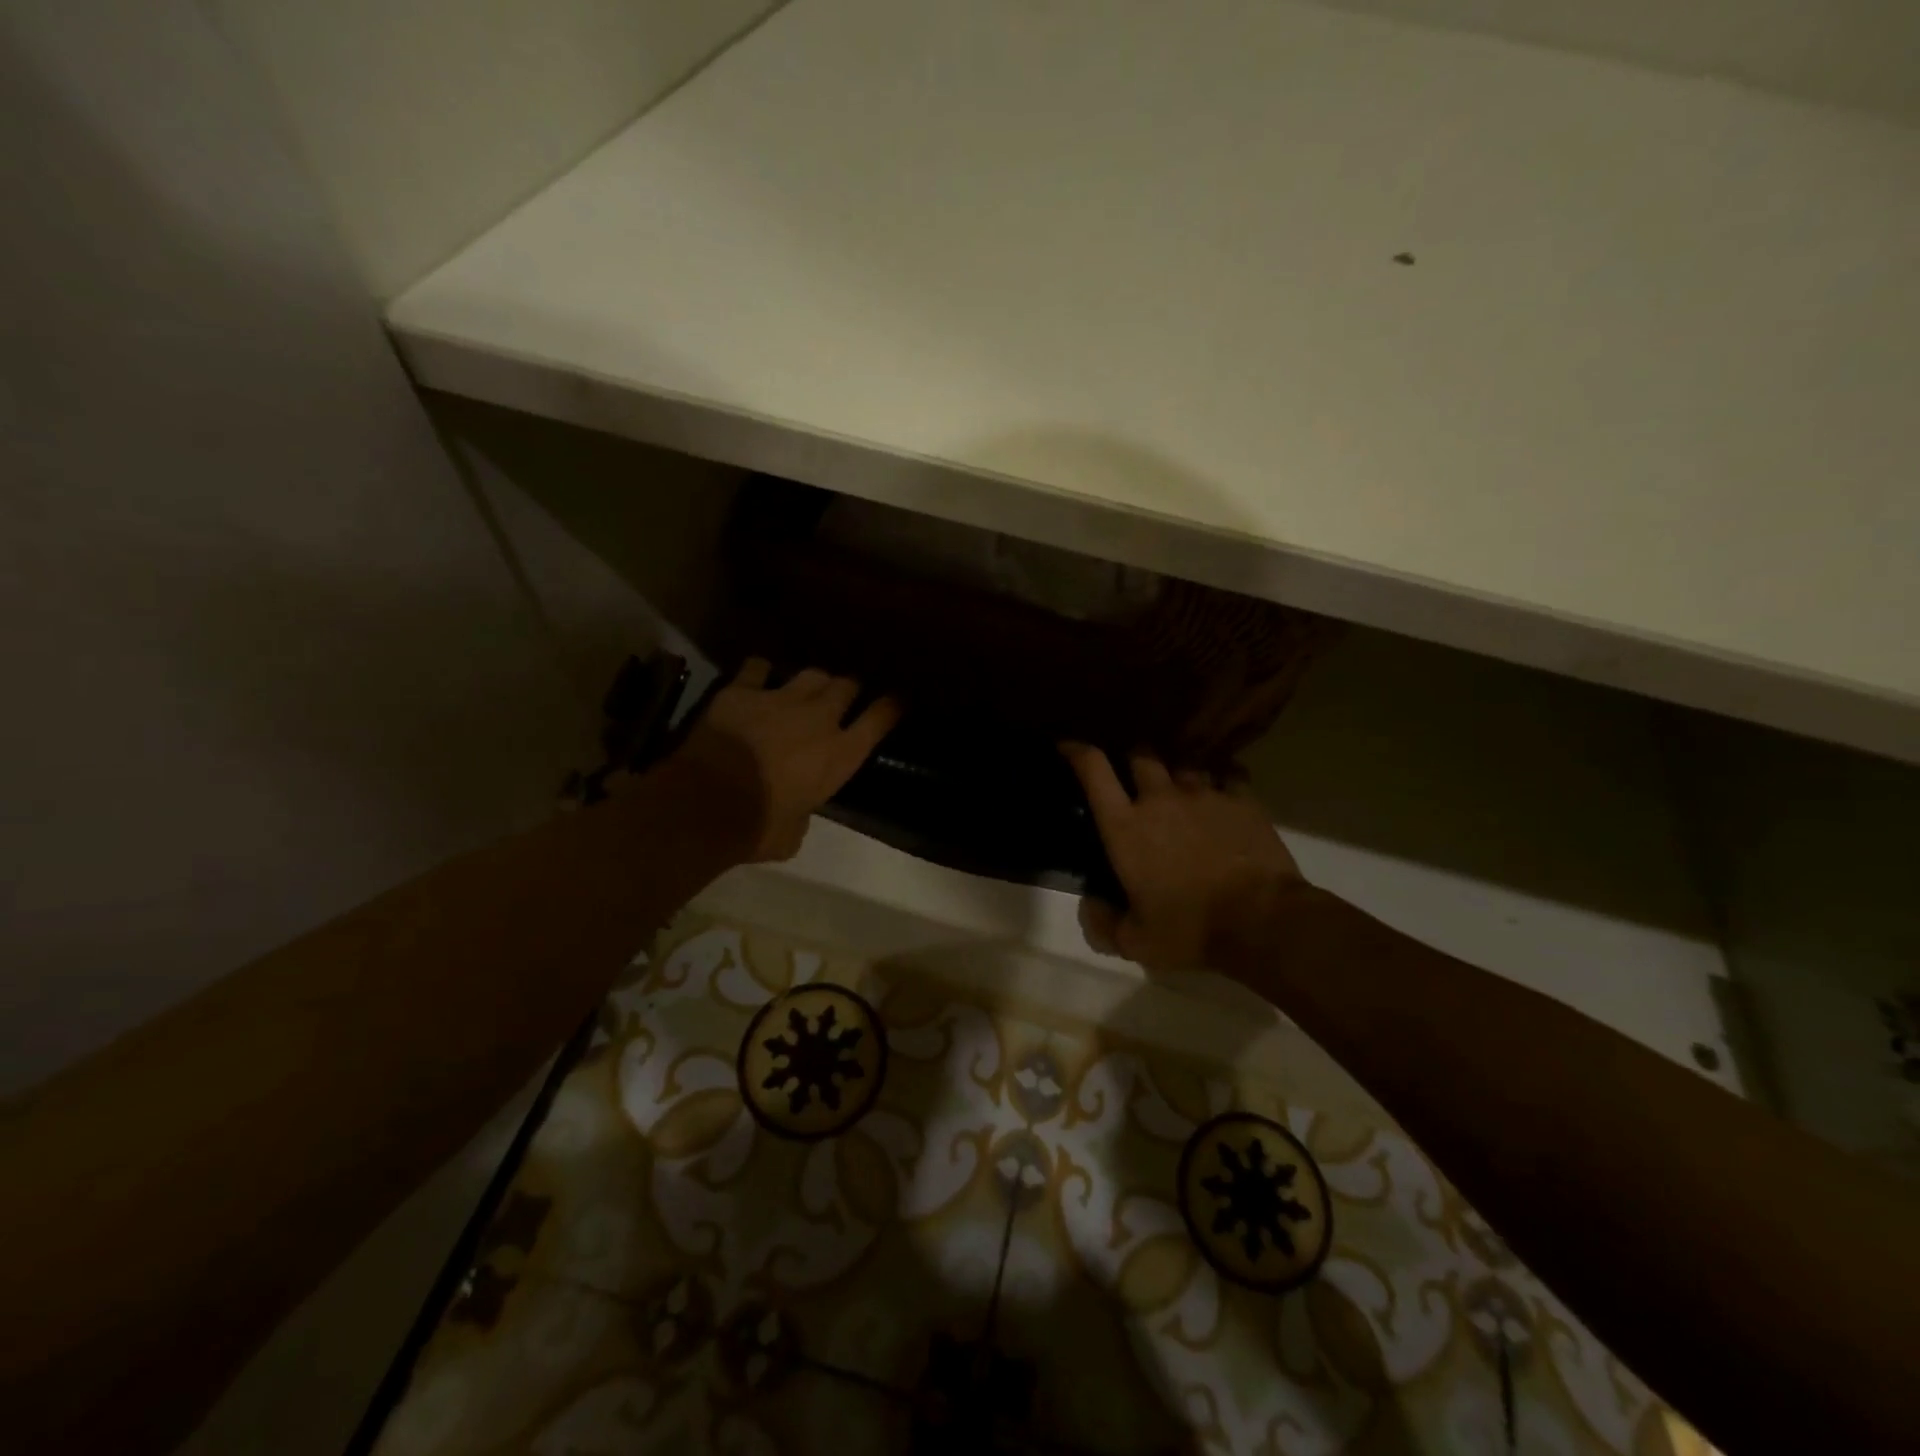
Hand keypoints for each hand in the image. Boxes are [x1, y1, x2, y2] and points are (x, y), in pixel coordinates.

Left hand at [686, 659, 900, 861]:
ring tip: (808, 688)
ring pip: (811, 674)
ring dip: (814, 681)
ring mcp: (780, 699)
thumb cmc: (758, 827)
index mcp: (840, 755)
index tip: (895, 701)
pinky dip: (761, 673)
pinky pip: (758, 668)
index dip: (890, 707)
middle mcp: (819, 719)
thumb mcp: (792, 835)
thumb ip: (802, 816)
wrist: (707, 802)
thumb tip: (795, 814)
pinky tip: (758, 679)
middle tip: (844, 695)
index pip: (879, 719)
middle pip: (847, 685)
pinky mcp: (742, 691)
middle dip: (848, 688)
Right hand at [1062, 743, 1303, 971]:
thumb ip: (1105, 924)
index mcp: (1126, 827)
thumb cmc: (1190, 930)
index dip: (1078, 752)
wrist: (1262, 922)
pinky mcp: (1242, 800)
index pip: (1094, 771)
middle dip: (1133, 759)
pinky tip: (1224, 795)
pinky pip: (1228, 775)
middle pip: (1141, 755)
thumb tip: (1092, 906)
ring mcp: (1204, 794)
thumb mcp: (1136, 942)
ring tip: (1184, 792)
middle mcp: (1160, 799)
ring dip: (1178, 775)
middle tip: (1136, 777)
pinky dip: (1221, 781)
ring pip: (1184, 765)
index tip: (1069, 746)